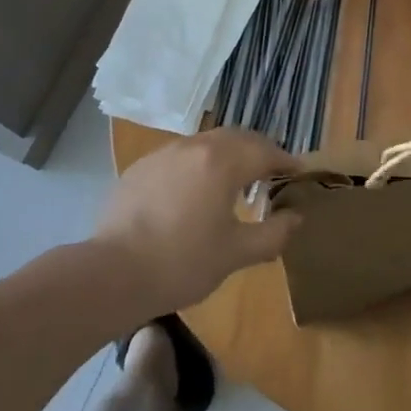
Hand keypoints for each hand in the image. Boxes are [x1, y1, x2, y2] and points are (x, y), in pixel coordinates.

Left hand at [94, 129, 301, 315]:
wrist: (113, 273)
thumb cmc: (182, 262)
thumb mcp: (236, 253)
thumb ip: (273, 233)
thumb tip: (296, 218)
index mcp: (222, 161)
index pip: (264, 150)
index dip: (285, 160)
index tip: (298, 170)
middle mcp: (195, 146)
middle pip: (236, 138)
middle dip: (258, 150)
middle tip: (270, 171)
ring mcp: (165, 153)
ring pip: (206, 143)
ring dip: (227, 154)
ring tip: (234, 180)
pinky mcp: (141, 167)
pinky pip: (180, 156)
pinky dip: (198, 165)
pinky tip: (194, 192)